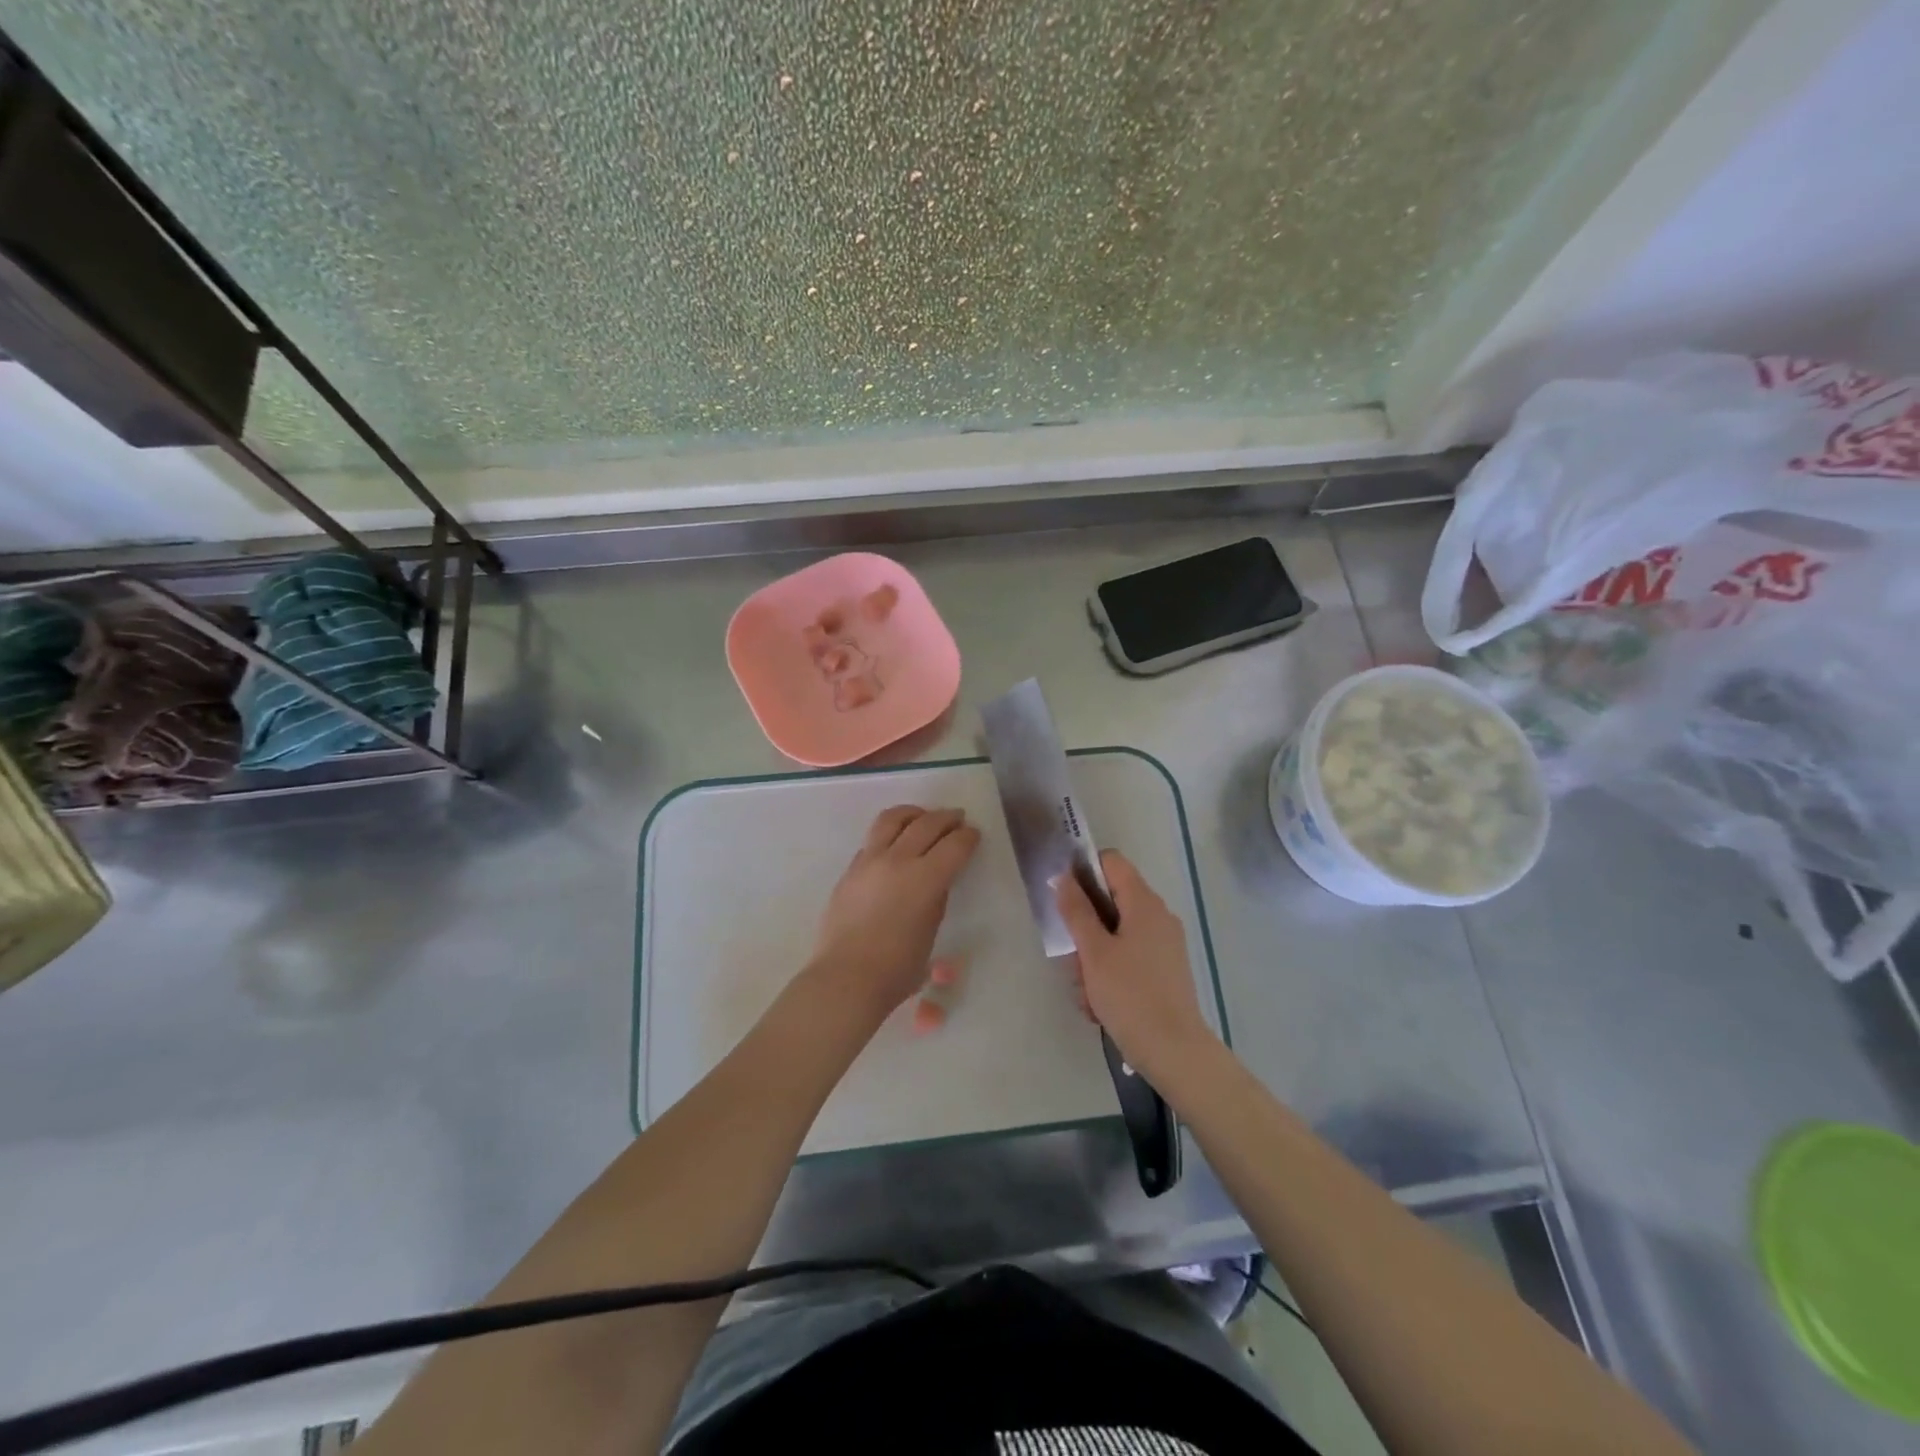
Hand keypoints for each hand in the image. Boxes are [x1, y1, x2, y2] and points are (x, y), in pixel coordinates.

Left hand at [810, 806, 979, 1015]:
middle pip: (927, 824)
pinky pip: (873, 839)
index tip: (973, 834)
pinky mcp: (850, 869)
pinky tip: (895, 845)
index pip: (954, 845)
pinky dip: (890, 834)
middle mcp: (898, 860)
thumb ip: (935, 899)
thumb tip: (934, 881)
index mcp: (925, 878)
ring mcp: (869, 861)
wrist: (846, 977)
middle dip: (946, 818)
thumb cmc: (897, 968)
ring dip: (913, 814)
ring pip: (892, 819)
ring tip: (922, 818)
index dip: (968, 837)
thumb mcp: (930, 931)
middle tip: (957, 819)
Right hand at [1055, 850, 1217, 1083]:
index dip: (1084, 871)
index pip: (1111, 862)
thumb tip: (1063, 877)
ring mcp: (1164, 944)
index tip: (1064, 898)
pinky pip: (1128, 958)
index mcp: (1144, 903)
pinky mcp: (1164, 969)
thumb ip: (1076, 911)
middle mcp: (1158, 916)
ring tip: (1086, 992)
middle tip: (1073, 960)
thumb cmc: (1130, 995)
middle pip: (1110, 902)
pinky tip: (1099, 1005)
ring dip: (1093, 958)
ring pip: (1115, 935)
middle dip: (1084, 929)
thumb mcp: (1093, 952)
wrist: (1174, 1051)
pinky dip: (1110, 974)